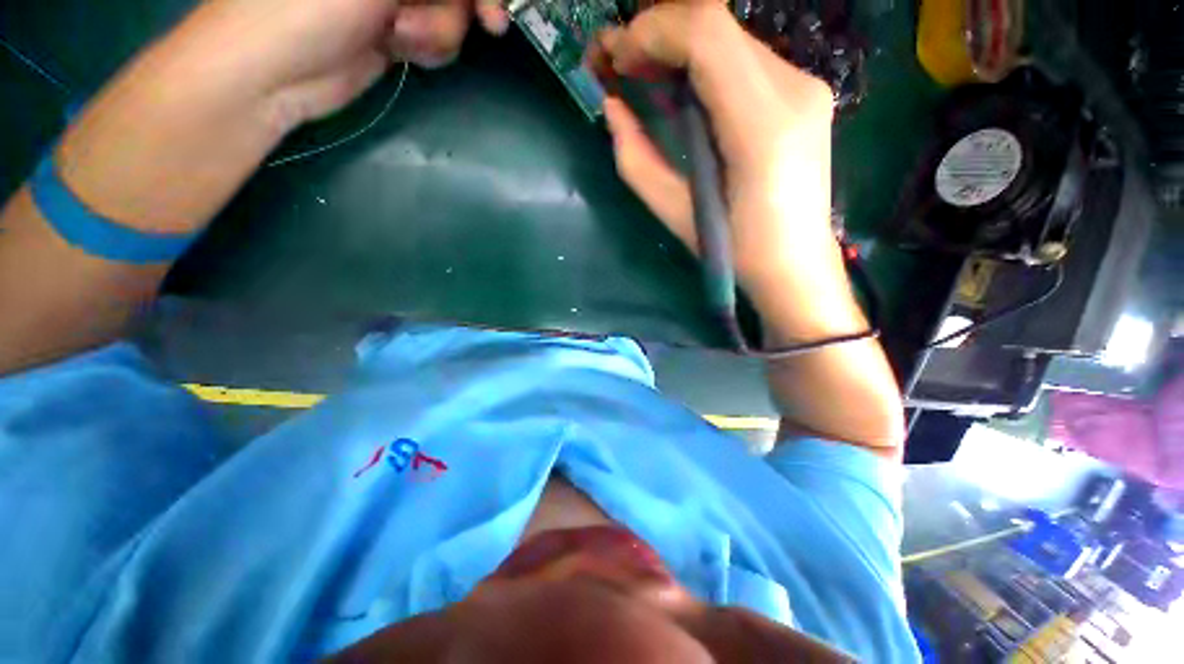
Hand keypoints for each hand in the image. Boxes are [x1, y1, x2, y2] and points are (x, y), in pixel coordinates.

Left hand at [179, 0, 509, 127]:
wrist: (276, 71)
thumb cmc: (311, 4)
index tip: (494, 9)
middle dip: (459, 7)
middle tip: (481, 23)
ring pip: (451, 11)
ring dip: (437, 30)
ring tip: (399, 37)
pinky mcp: (395, 28)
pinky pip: (437, 36)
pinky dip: (428, 46)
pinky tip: (400, 49)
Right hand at [590, 1, 835, 295]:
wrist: (794, 265)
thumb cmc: (734, 253)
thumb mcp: (675, 214)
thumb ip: (638, 160)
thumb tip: (613, 108)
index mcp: (762, 127)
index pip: (706, 36)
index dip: (652, 33)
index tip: (616, 59)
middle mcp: (794, 90)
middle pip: (718, 24)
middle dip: (658, 32)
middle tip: (620, 62)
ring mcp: (805, 87)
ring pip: (730, 37)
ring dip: (679, 44)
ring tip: (644, 73)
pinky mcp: (804, 94)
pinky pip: (744, 58)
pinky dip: (703, 60)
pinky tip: (682, 86)